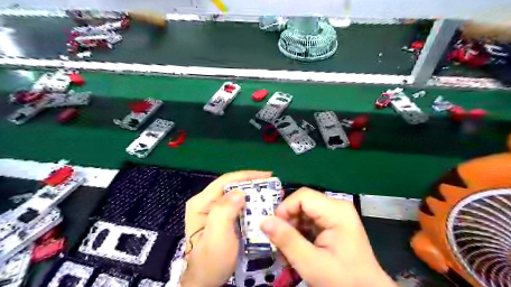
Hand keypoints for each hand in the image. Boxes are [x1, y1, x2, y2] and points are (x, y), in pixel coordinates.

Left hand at [178, 171, 270, 286]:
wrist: (205, 282)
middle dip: (252, 184)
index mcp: (201, 203)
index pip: (226, 181)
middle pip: (232, 186)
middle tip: (272, 186)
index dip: (247, 176)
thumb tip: (240, 192)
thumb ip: (224, 211)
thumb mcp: (217, 237)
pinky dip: (250, 204)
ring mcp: (212, 210)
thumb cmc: (211, 261)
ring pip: (235, 195)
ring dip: (253, 193)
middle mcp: (206, 202)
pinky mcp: (220, 218)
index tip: (267, 176)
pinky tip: (261, 205)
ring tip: (270, 193)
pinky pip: (237, 205)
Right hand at [261, 188, 395, 286]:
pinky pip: (309, 221)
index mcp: (336, 211)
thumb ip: (287, 240)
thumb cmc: (343, 280)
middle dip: (287, 221)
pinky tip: (296, 248)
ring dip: (291, 229)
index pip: (303, 196)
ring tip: (286, 249)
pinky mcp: (333, 224)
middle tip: (278, 242)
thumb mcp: (311, 263)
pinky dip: (299, 233)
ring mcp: (335, 215)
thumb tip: (263, 221)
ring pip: (304, 212)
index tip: (273, 229)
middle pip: (303, 203)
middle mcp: (337, 207)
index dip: (285, 209)